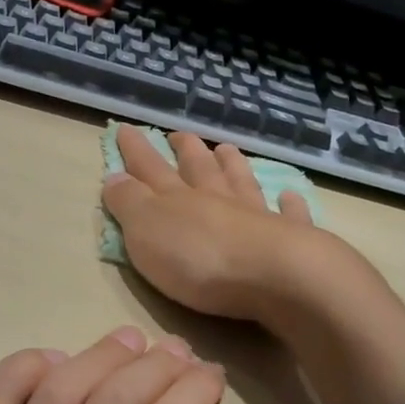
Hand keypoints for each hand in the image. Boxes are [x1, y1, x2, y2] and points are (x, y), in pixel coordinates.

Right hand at [101, 125, 325, 320]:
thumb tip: (114, 176)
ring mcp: (256, 216)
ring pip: (241, 182)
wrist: (274, 275)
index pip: (150, 168)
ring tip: (227, 149)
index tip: (126, 129)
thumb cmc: (199, 258)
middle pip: (200, 168)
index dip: (136, 150)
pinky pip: (289, 214)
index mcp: (177, 199)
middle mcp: (217, 199)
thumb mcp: (146, 230)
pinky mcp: (289, 238)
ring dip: (232, 165)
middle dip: (187, 150)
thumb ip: (129, 202)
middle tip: (180, 135)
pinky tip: (290, 195)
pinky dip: (288, 204)